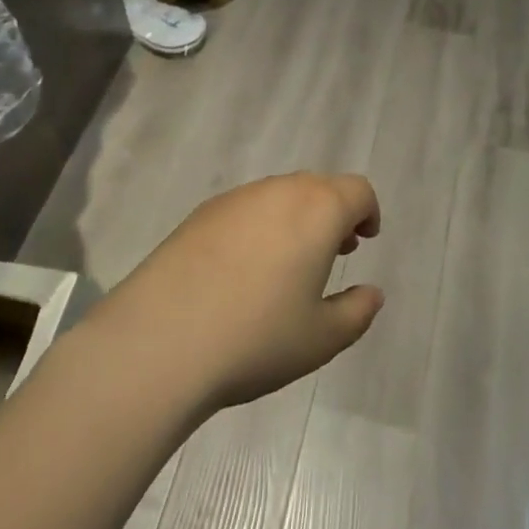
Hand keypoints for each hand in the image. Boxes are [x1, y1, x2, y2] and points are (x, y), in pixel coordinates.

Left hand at [94, 173, 384, 413]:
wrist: (157, 341)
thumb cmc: (256, 338)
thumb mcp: (321, 338)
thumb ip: (356, 311)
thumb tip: (371, 293)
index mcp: (317, 210)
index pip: (357, 190)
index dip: (368, 212)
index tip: (364, 241)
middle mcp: (278, 191)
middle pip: (319, 187)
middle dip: (333, 214)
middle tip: (333, 253)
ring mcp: (235, 199)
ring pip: (279, 195)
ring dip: (296, 218)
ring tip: (288, 264)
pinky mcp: (199, 215)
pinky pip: (245, 209)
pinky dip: (259, 226)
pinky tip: (242, 271)